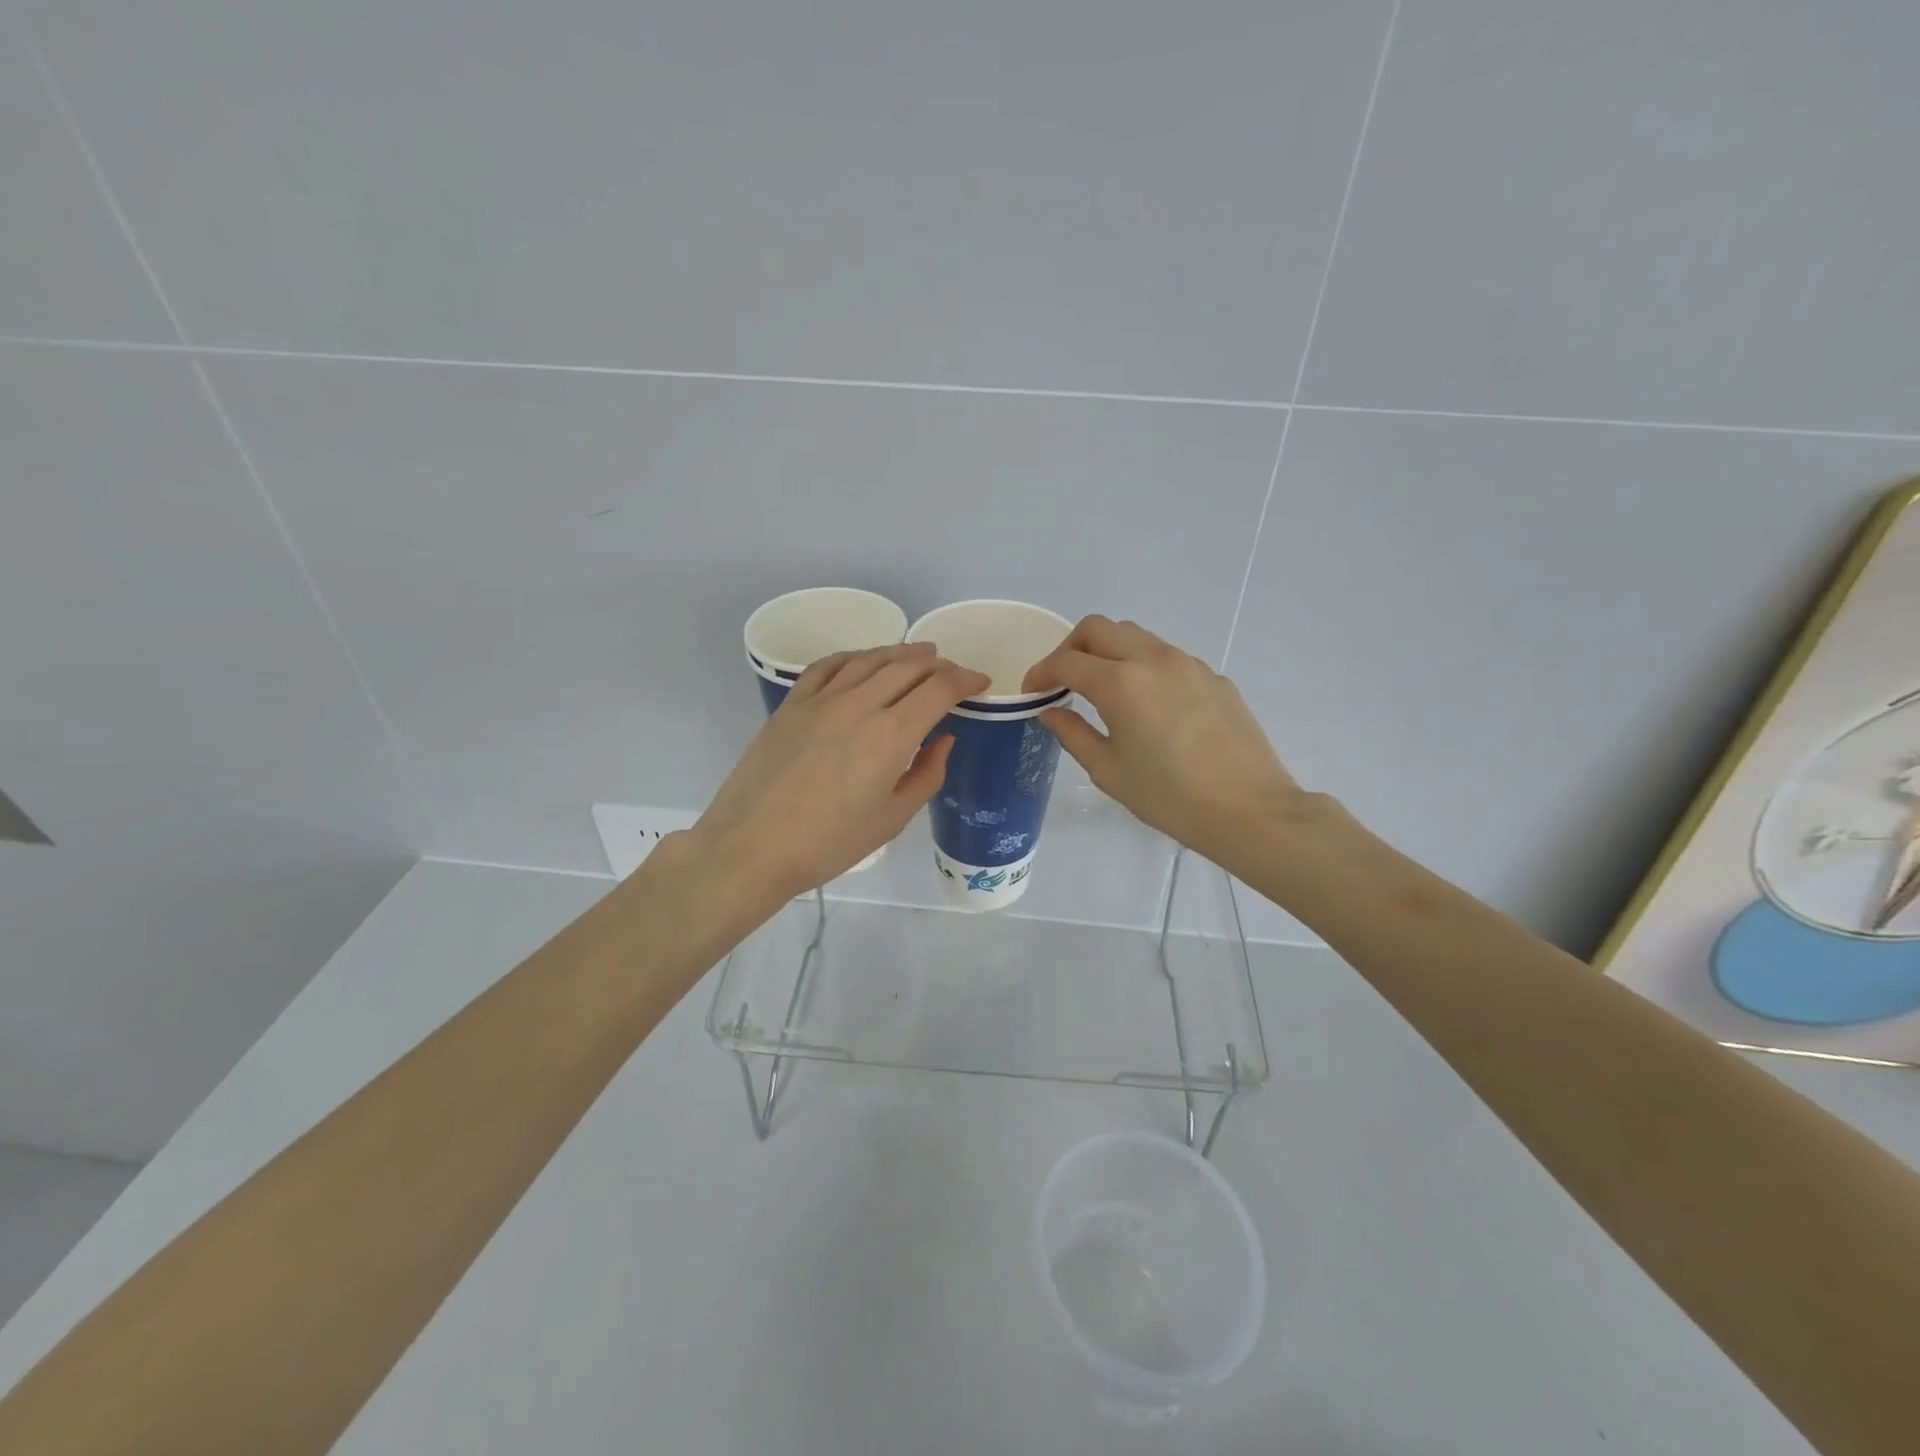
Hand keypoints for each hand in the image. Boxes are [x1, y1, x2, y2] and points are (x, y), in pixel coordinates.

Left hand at [691, 642, 989, 901]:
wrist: (753, 846)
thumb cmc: (830, 843)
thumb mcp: (892, 818)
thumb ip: (926, 774)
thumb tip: (943, 739)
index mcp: (891, 735)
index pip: (939, 689)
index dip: (965, 679)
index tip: (980, 683)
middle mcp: (859, 705)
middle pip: (907, 666)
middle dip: (939, 664)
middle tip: (952, 672)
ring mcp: (821, 700)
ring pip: (869, 659)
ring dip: (901, 653)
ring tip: (919, 655)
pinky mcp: (792, 704)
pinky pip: (828, 666)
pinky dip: (855, 657)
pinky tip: (863, 661)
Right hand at [1023, 616, 1302, 862]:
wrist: (1249, 809)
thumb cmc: (1169, 797)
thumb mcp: (1109, 770)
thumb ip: (1072, 734)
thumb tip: (1051, 711)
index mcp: (1121, 683)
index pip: (1067, 661)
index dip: (1041, 671)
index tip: (1032, 691)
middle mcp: (1153, 659)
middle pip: (1099, 628)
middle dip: (1071, 648)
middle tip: (1063, 680)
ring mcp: (1188, 663)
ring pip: (1135, 636)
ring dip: (1108, 652)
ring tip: (1103, 690)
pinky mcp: (1213, 677)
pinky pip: (1166, 657)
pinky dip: (1142, 667)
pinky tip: (1148, 706)